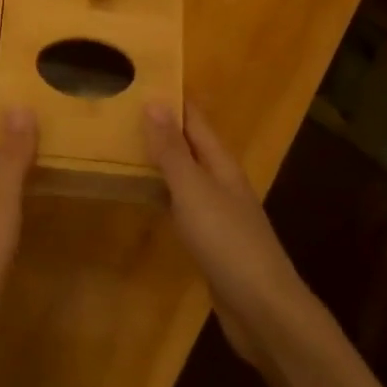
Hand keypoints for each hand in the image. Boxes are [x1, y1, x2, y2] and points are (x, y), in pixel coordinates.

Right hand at [144, 103, 308, 366]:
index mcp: (221, 164)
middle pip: (191, 144)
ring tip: (123, 143)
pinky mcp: (211, 240)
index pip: (195, 120)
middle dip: (162, 125)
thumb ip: (173, 151)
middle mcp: (222, 182)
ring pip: (186, 174)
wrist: (263, 310)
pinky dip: (163, 191)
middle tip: (122, 108)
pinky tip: (145, 195)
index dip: (173, 98)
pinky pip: (182, 203)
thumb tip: (155, 101)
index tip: (143, 76)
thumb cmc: (228, 242)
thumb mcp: (194, 191)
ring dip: (161, 158)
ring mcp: (218, 213)